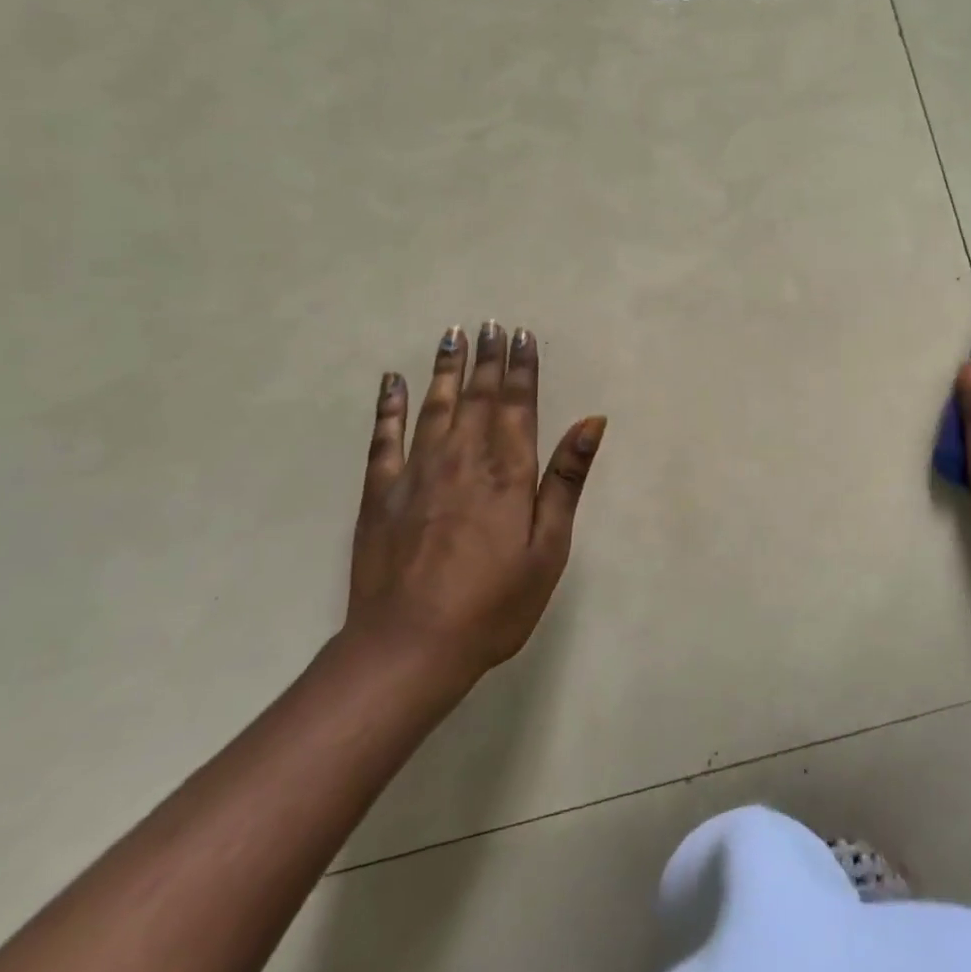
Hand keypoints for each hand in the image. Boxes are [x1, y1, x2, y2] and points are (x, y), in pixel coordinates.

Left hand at [348, 320, 606, 686]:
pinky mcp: (379, 493)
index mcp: (507, 471)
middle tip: (490, 324)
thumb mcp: (548, 548)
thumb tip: (591, 422)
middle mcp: (462, 458)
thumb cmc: (494, 603)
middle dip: (487, 358)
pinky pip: (384, 438)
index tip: (522, 335)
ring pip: (435, 406)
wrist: (410, 647)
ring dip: (446, 368)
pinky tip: (392, 381)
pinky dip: (389, 406)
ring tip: (453, 335)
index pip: (517, 404)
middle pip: (478, 396)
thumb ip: (565, 480)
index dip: (521, 367)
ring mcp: (416, 473)